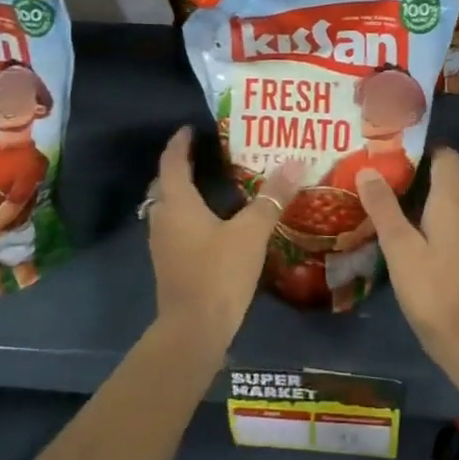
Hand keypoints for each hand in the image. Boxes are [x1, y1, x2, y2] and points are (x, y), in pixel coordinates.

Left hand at [145, 128, 304, 350]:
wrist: (193, 331)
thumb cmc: (218, 273)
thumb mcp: (251, 232)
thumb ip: (272, 198)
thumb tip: (295, 162)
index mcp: (178, 203)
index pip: (172, 162)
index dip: (180, 143)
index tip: (190, 128)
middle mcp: (163, 219)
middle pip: (166, 183)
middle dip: (181, 166)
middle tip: (205, 154)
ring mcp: (163, 244)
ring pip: (169, 208)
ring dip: (184, 193)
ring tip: (213, 184)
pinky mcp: (169, 264)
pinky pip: (176, 228)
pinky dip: (189, 216)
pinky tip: (213, 223)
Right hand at [355, 148, 458, 357]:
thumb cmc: (432, 289)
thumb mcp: (399, 246)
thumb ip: (383, 206)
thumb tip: (368, 169)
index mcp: (453, 199)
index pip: (445, 155)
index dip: (419, 149)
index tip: (389, 154)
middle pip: (447, 175)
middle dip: (416, 172)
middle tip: (379, 176)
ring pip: (450, 199)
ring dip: (423, 196)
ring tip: (387, 201)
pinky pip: (453, 220)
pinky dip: (433, 217)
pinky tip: (409, 232)